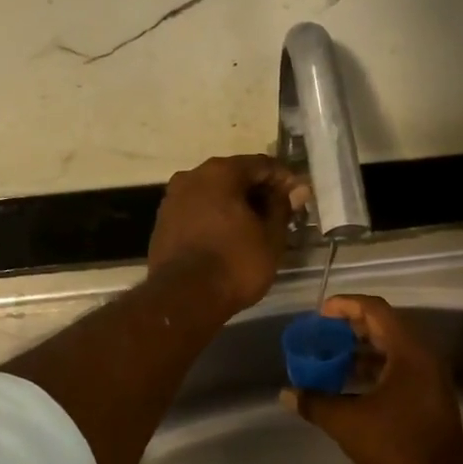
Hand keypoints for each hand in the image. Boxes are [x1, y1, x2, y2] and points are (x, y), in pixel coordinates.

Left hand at [147, 155, 301, 315]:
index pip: (261, 164)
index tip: (299, 197)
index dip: (284, 179)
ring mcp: (172, 200)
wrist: (184, 299)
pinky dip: (216, 219)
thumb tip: (294, 191)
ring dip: (235, 206)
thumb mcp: (271, 237)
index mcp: (220, 172)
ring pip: (213, 195)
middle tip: (279, 213)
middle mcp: (192, 176)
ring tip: (255, 228)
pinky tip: (229, 238)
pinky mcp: (163, 223)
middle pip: (234, 176)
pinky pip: (198, 212)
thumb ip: (282, 208)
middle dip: (258, 192)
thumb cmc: (235, 264)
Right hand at [280, 294, 462, 463]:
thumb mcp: (348, 424)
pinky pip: (397, 368)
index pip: (376, 311)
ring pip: (391, 349)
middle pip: (384, 326)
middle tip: (321, 335)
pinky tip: (348, 383)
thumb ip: (316, 403)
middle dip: (350, 328)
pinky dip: (372, 369)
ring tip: (329, 358)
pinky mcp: (427, 395)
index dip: (346, 306)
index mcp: (409, 352)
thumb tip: (287, 394)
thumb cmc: (396, 447)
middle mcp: (423, 357)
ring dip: (360, 350)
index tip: (320, 312)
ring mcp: (428, 377)